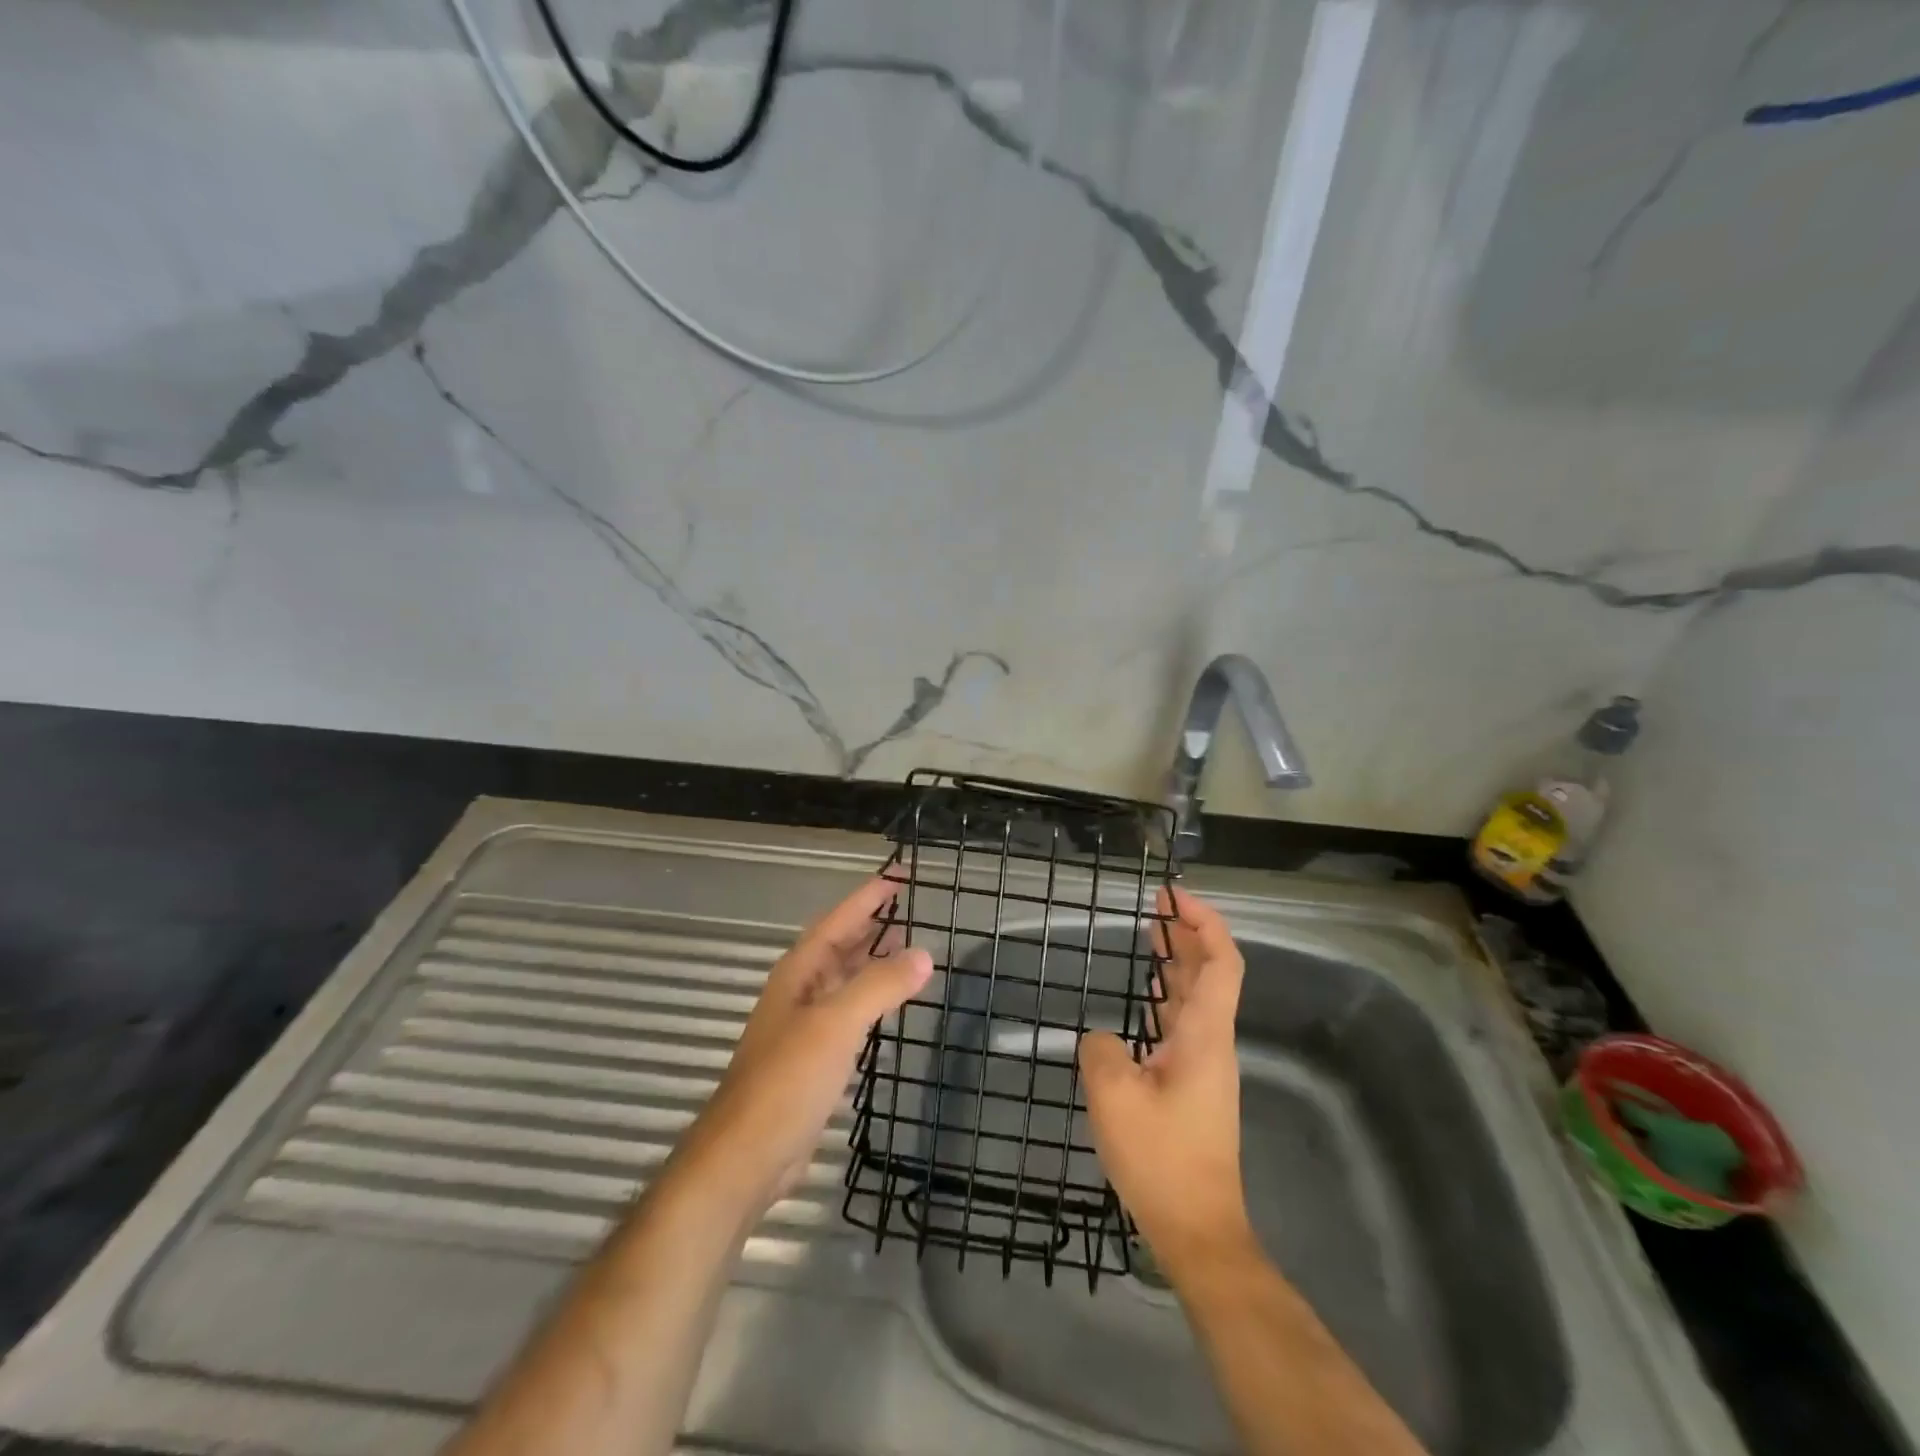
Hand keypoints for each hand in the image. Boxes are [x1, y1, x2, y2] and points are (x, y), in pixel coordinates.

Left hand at [665, 875, 931, 1221]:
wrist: (747, 1158)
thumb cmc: (787, 1081)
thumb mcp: (836, 1024)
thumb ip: (879, 986)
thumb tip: (924, 954)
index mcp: (798, 973)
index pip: (837, 921)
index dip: (866, 897)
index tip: (898, 877)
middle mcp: (799, 993)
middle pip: (840, 947)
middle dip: (872, 925)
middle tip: (911, 909)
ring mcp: (804, 1028)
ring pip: (845, 981)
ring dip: (873, 962)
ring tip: (910, 950)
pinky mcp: (813, 1061)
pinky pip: (848, 1015)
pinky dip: (872, 1001)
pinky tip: (889, 1007)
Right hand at [1079, 886, 1254, 1275]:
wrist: (1197, 1227)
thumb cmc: (1161, 1158)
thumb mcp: (1114, 1097)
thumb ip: (1102, 1050)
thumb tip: (1102, 1040)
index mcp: (1204, 1035)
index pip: (1221, 962)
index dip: (1203, 922)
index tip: (1172, 897)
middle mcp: (1211, 1042)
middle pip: (1210, 973)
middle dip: (1187, 933)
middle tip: (1157, 905)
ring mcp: (1204, 1065)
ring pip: (1196, 997)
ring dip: (1177, 962)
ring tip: (1150, 935)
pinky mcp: (1192, 1084)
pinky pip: (1182, 1022)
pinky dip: (1165, 995)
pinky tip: (1145, 994)